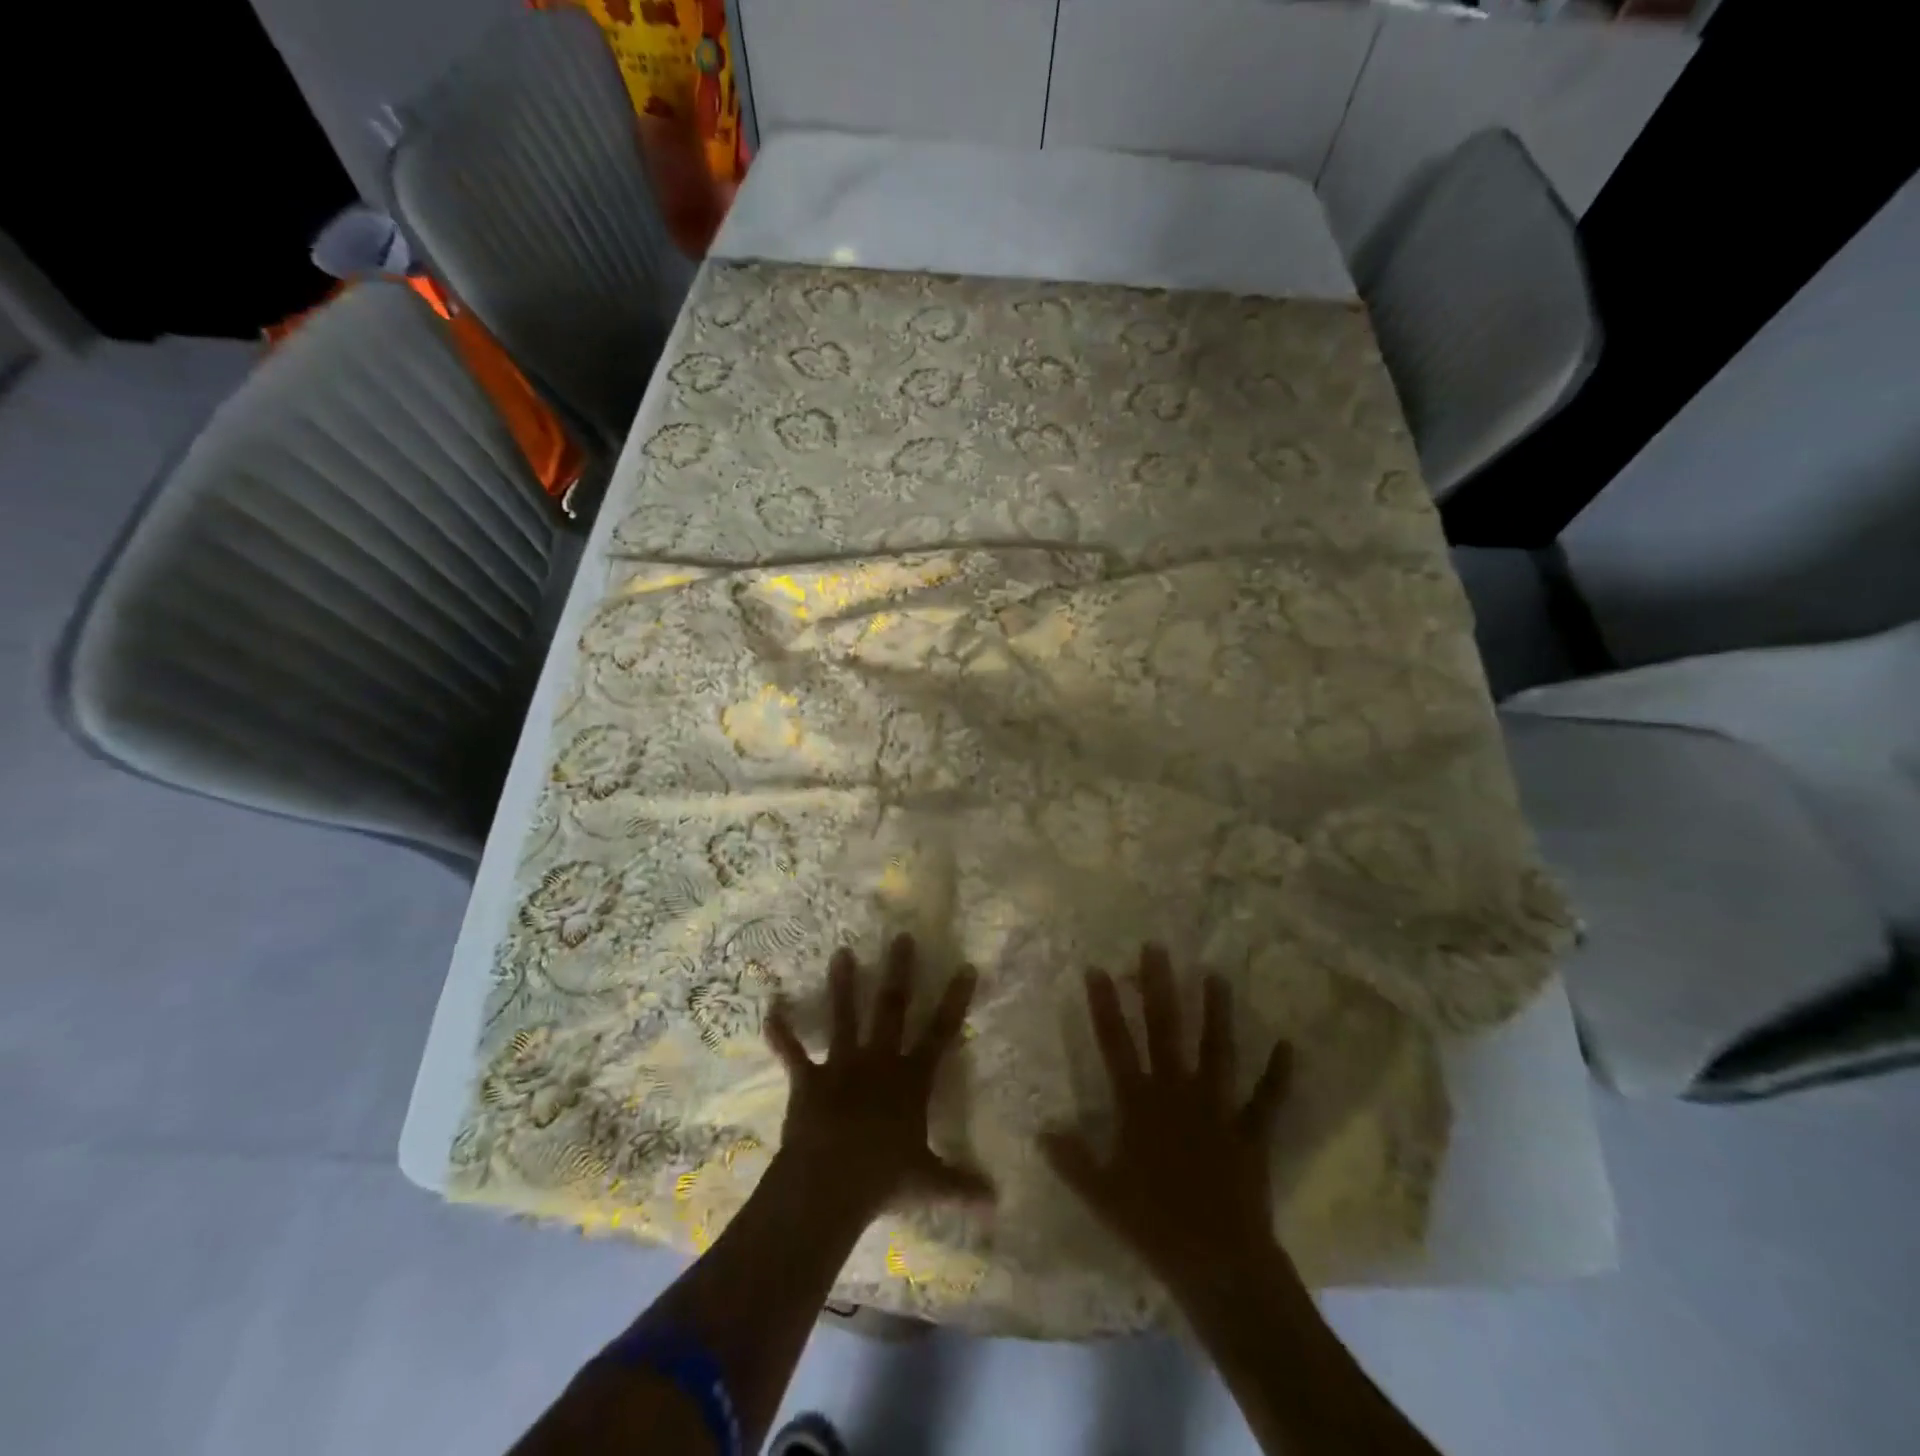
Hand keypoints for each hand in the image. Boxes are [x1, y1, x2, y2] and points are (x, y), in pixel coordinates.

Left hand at [764, 934, 993, 1222]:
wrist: (830, 1183)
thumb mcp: (929, 1183)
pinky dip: (781, 1033)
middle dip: (898, 971)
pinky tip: (770, 1008)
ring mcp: (842, 1065)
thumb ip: (962, 1185)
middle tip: (901, 937)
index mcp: (912, 1079)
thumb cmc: (884, 1179)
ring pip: (845, 1016)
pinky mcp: (810, 1079)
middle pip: (892, 1008)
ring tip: (841, 953)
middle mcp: (879, 1061)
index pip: (941, 1032)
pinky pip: (793, 1053)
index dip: (955, 1000)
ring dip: (842, 985)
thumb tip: (999, 1202)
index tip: (966, 966)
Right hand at [1040, 945, 1293, 1298]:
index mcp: (1139, 1103)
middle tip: (1157, 948)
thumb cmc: (1154, 1226)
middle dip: (1158, 987)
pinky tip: (1288, 1044)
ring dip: (1216, 1013)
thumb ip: (1072, 1159)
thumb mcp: (1101, 1194)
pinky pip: (1267, 1098)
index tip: (1098, 968)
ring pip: (1216, 1051)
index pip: (1115, 1043)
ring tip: (1216, 975)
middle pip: (1165, 1030)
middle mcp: (1177, 1093)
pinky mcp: (1250, 1132)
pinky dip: (1279, 1073)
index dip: (1105, 1005)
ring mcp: (1217, 1108)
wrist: (1219, 1263)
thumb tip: (1042, 1130)